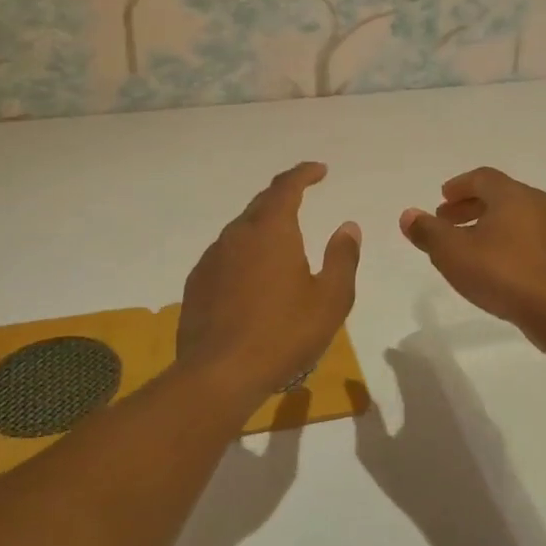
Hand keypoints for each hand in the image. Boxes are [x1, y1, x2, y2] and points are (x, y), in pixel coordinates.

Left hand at [177, 162, 360, 402]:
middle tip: (302, 198)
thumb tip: (348, 226)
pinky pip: (225, 256)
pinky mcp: (197, 284)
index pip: (286, 187)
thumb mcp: (330, 299)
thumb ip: (342, 258)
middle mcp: (237, 235)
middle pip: (261, 204)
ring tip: (281, 244)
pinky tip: (253, 279)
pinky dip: (244, 255)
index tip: (320, 170)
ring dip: (262, 228)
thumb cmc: (283, 334)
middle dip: (283, 197)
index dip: (304, 174)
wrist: (218, 374)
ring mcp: (212, 259)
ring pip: (240, 231)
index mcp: (271, 231)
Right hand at [399, 167, 545, 351]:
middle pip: (498, 196)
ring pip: (512, 218)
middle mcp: (536, 204)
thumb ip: (428, 232)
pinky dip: (502, 241)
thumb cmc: (504, 273)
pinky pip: (524, 238)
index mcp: (512, 195)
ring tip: (463, 246)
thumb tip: (408, 215)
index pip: (482, 177)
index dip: (459, 186)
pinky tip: (489, 265)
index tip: (442, 199)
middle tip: (445, 221)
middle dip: (468, 206)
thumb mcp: (454, 253)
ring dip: (484, 225)